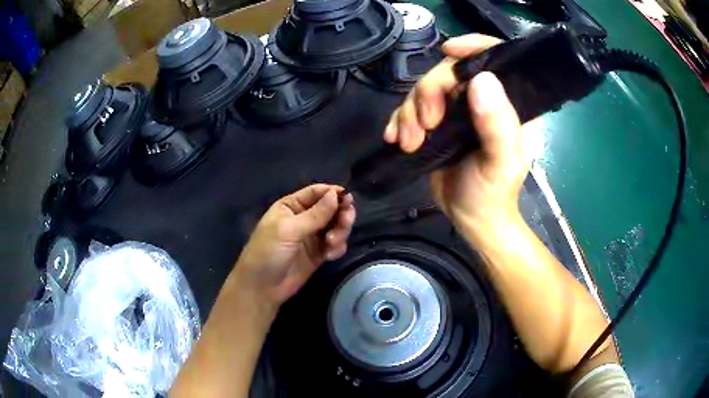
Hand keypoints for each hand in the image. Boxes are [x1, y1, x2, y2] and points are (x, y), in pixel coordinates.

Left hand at [233, 184, 355, 311]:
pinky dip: (337, 247)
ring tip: (332, 242)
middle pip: (331, 208)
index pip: (316, 192)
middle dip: (341, 214)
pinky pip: (335, 244)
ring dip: (340, 232)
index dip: (333, 193)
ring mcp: (312, 237)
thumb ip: (315, 214)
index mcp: (291, 206)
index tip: (348, 199)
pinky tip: (330, 255)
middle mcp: (304, 218)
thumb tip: (336, 193)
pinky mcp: (319, 254)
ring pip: (336, 226)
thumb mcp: (289, 230)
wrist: (262, 288)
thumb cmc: (268, 252)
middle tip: (346, 221)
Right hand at [384, 34, 527, 241]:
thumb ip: (497, 123)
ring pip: (424, 90)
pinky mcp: (436, 124)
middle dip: (429, 93)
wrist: (471, 219)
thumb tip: (481, 79)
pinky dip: (398, 121)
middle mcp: (481, 99)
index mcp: (507, 102)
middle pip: (448, 72)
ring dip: (409, 113)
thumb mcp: (501, 161)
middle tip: (425, 125)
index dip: (472, 46)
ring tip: (409, 142)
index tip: (447, 51)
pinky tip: (394, 138)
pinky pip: (410, 110)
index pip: (493, 58)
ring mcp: (456, 111)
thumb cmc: (493, 192)